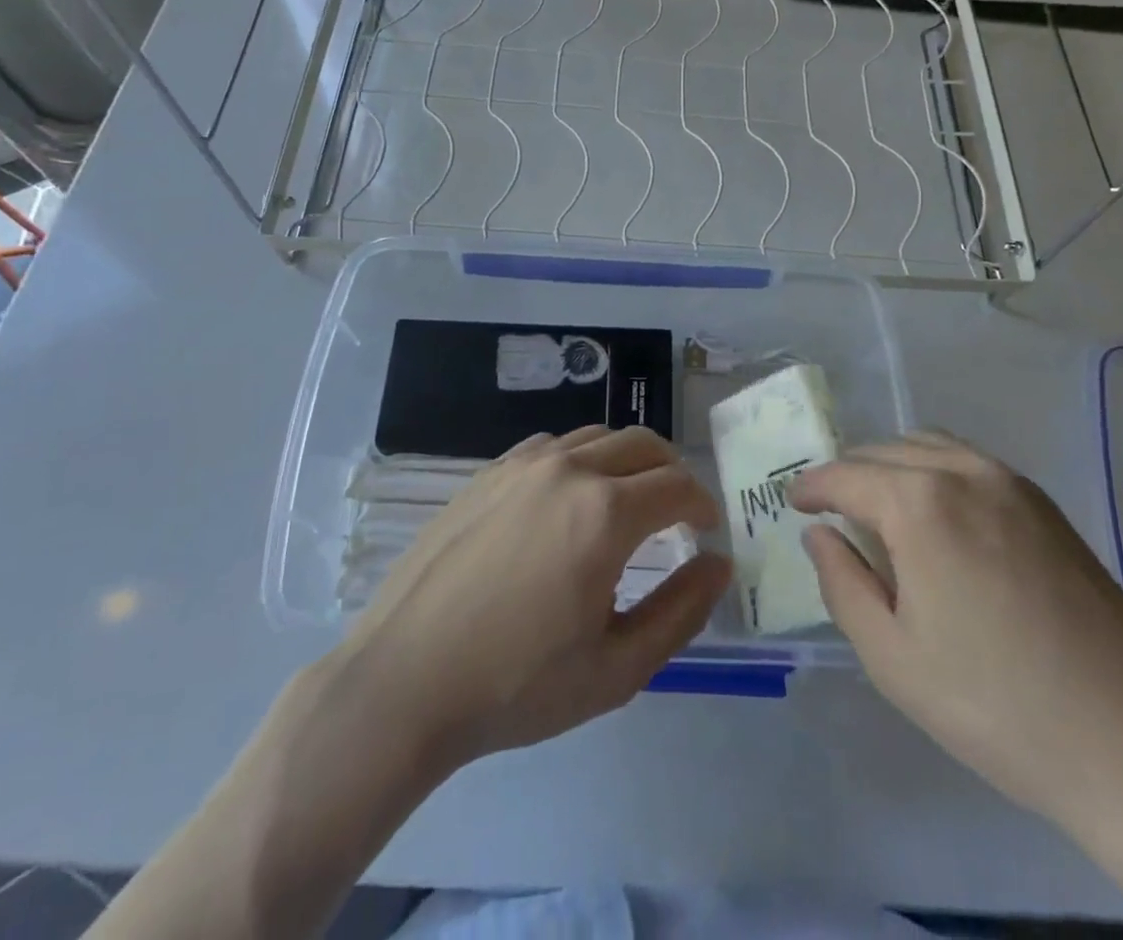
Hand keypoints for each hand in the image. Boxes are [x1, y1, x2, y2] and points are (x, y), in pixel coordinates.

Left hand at [336, 426, 730, 766]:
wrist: (404, 680)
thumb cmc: (517, 685)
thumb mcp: (616, 668)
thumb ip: (681, 611)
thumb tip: (718, 563)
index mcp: (605, 513)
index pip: (677, 486)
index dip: (702, 505)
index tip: (705, 531)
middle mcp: (568, 470)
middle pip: (643, 444)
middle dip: (672, 472)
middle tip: (676, 512)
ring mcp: (522, 464)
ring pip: (597, 437)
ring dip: (626, 461)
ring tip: (625, 504)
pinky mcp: (488, 472)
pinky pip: (552, 446)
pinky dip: (580, 460)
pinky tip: (566, 501)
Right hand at [789, 433, 1122, 840]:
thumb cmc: (996, 706)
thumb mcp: (892, 658)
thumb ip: (842, 584)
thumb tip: (819, 534)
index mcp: (920, 504)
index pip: (846, 475)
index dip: (812, 486)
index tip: (794, 503)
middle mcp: (964, 472)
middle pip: (886, 450)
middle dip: (850, 474)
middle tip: (832, 511)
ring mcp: (1012, 483)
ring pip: (929, 446)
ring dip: (892, 464)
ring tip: (880, 507)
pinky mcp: (1045, 505)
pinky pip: (970, 462)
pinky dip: (935, 470)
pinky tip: (938, 515)